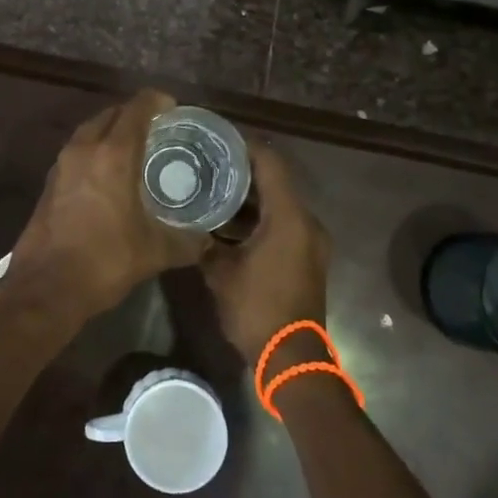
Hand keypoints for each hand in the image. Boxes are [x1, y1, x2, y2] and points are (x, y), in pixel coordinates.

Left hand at [10, 90, 206, 318]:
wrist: (46, 287)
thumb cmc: (105, 260)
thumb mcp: (155, 252)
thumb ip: (186, 241)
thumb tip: (207, 241)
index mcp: (113, 154)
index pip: (137, 109)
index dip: (157, 101)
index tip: (173, 107)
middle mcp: (85, 149)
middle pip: (111, 114)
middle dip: (133, 114)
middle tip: (157, 127)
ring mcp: (62, 165)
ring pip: (89, 131)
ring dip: (110, 131)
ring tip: (134, 148)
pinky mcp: (49, 183)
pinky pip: (77, 152)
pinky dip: (94, 151)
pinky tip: (107, 174)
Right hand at [201, 141, 330, 363]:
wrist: (292, 359)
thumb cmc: (257, 310)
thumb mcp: (220, 273)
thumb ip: (205, 241)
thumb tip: (188, 224)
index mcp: (289, 217)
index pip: (270, 162)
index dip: (245, 145)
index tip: (217, 137)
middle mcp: (306, 222)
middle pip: (276, 180)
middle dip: (243, 169)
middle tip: (208, 162)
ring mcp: (310, 241)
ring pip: (279, 204)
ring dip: (250, 196)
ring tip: (213, 188)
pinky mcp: (306, 257)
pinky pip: (283, 223)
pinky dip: (259, 217)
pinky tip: (229, 222)